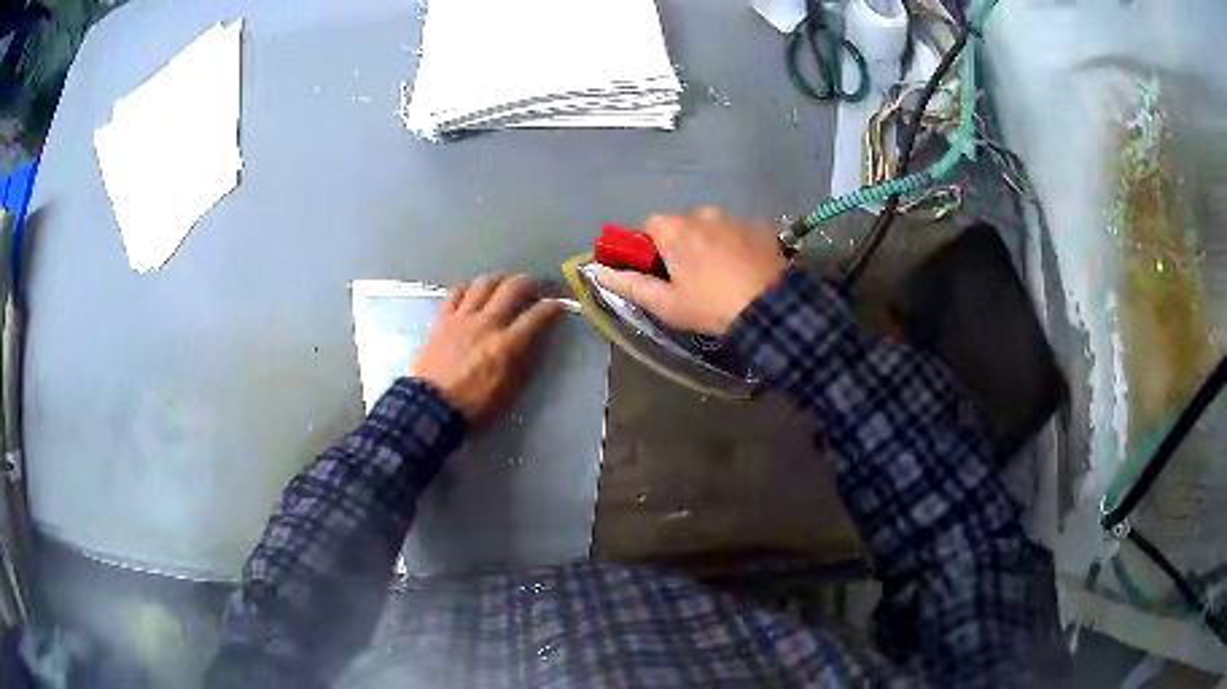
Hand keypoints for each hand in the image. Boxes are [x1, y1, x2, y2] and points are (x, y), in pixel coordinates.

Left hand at [410, 274, 561, 424]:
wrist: (430, 407)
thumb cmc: (473, 406)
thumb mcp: (508, 392)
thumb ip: (522, 363)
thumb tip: (533, 343)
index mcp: (507, 344)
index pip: (537, 316)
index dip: (552, 308)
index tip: (558, 306)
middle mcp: (487, 323)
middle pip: (513, 288)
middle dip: (529, 283)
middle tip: (533, 289)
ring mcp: (463, 318)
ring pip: (485, 283)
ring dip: (499, 280)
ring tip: (504, 285)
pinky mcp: (443, 319)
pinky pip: (456, 292)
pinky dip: (468, 288)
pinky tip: (472, 293)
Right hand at [594, 207, 786, 332]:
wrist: (771, 309)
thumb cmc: (710, 307)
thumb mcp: (666, 303)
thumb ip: (629, 285)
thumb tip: (597, 273)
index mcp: (675, 229)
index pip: (650, 225)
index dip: (651, 247)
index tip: (660, 270)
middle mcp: (703, 214)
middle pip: (682, 223)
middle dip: (682, 243)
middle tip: (692, 276)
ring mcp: (735, 218)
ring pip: (712, 225)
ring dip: (710, 241)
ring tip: (722, 274)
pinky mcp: (760, 227)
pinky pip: (738, 230)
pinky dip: (736, 243)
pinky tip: (744, 268)